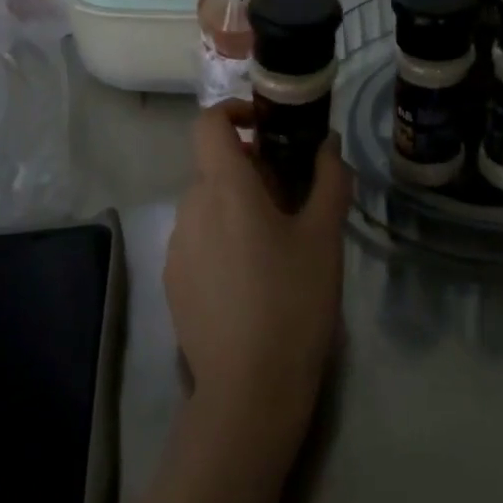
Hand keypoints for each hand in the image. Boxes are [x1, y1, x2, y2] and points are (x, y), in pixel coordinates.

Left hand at [166, 106, 350, 453]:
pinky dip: (223, 237)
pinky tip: (251, 279)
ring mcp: (177, 247)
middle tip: (292, 198)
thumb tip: (329, 145)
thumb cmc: (293, 301)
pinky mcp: (173, 280)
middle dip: (251, 169)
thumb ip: (329, 180)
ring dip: (237, 204)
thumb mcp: (324, 237)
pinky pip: (198, 238)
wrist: (248, 390)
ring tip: (275, 243)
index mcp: (225, 188)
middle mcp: (191, 207)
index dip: (234, 111)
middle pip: (214, 166)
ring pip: (207, 203)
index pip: (209, 123)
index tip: (266, 127)